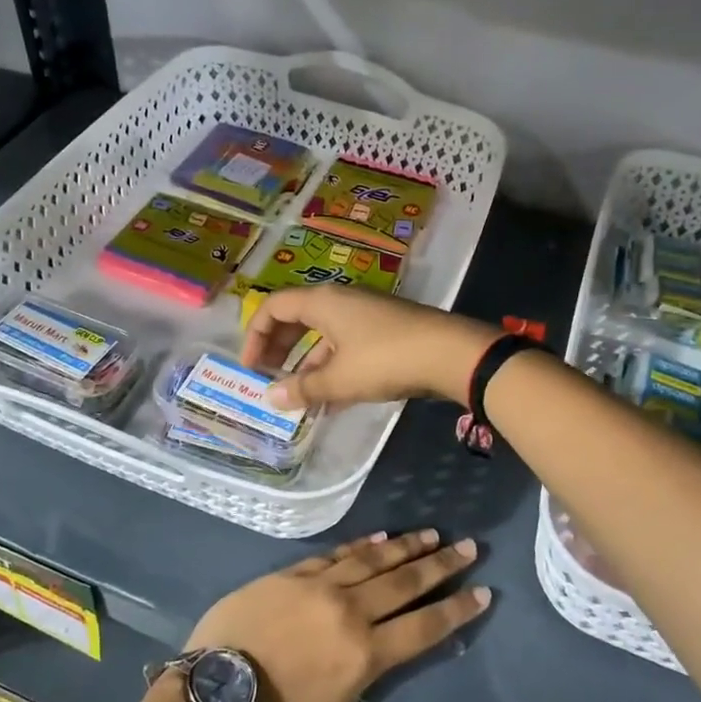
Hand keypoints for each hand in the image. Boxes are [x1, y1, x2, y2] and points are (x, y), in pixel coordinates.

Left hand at [183, 530, 490, 701]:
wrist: (214, 690)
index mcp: (367, 653)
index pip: (425, 626)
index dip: (457, 609)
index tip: (482, 591)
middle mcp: (351, 610)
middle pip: (405, 581)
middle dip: (441, 564)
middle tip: (468, 546)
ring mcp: (321, 586)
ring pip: (374, 560)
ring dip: (406, 546)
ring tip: (432, 534)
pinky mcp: (293, 573)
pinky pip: (337, 553)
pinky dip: (362, 545)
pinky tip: (380, 536)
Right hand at [240, 287, 496, 409]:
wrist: (450, 353)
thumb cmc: (385, 359)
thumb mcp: (339, 379)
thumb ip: (303, 388)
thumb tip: (270, 398)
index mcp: (322, 302)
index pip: (274, 308)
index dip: (256, 336)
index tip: (250, 368)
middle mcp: (340, 301)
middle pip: (297, 319)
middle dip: (279, 350)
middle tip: (268, 379)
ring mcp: (365, 314)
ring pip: (324, 336)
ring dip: (307, 364)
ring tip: (299, 399)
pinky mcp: (385, 329)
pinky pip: (346, 345)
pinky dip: (333, 367)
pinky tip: (332, 400)